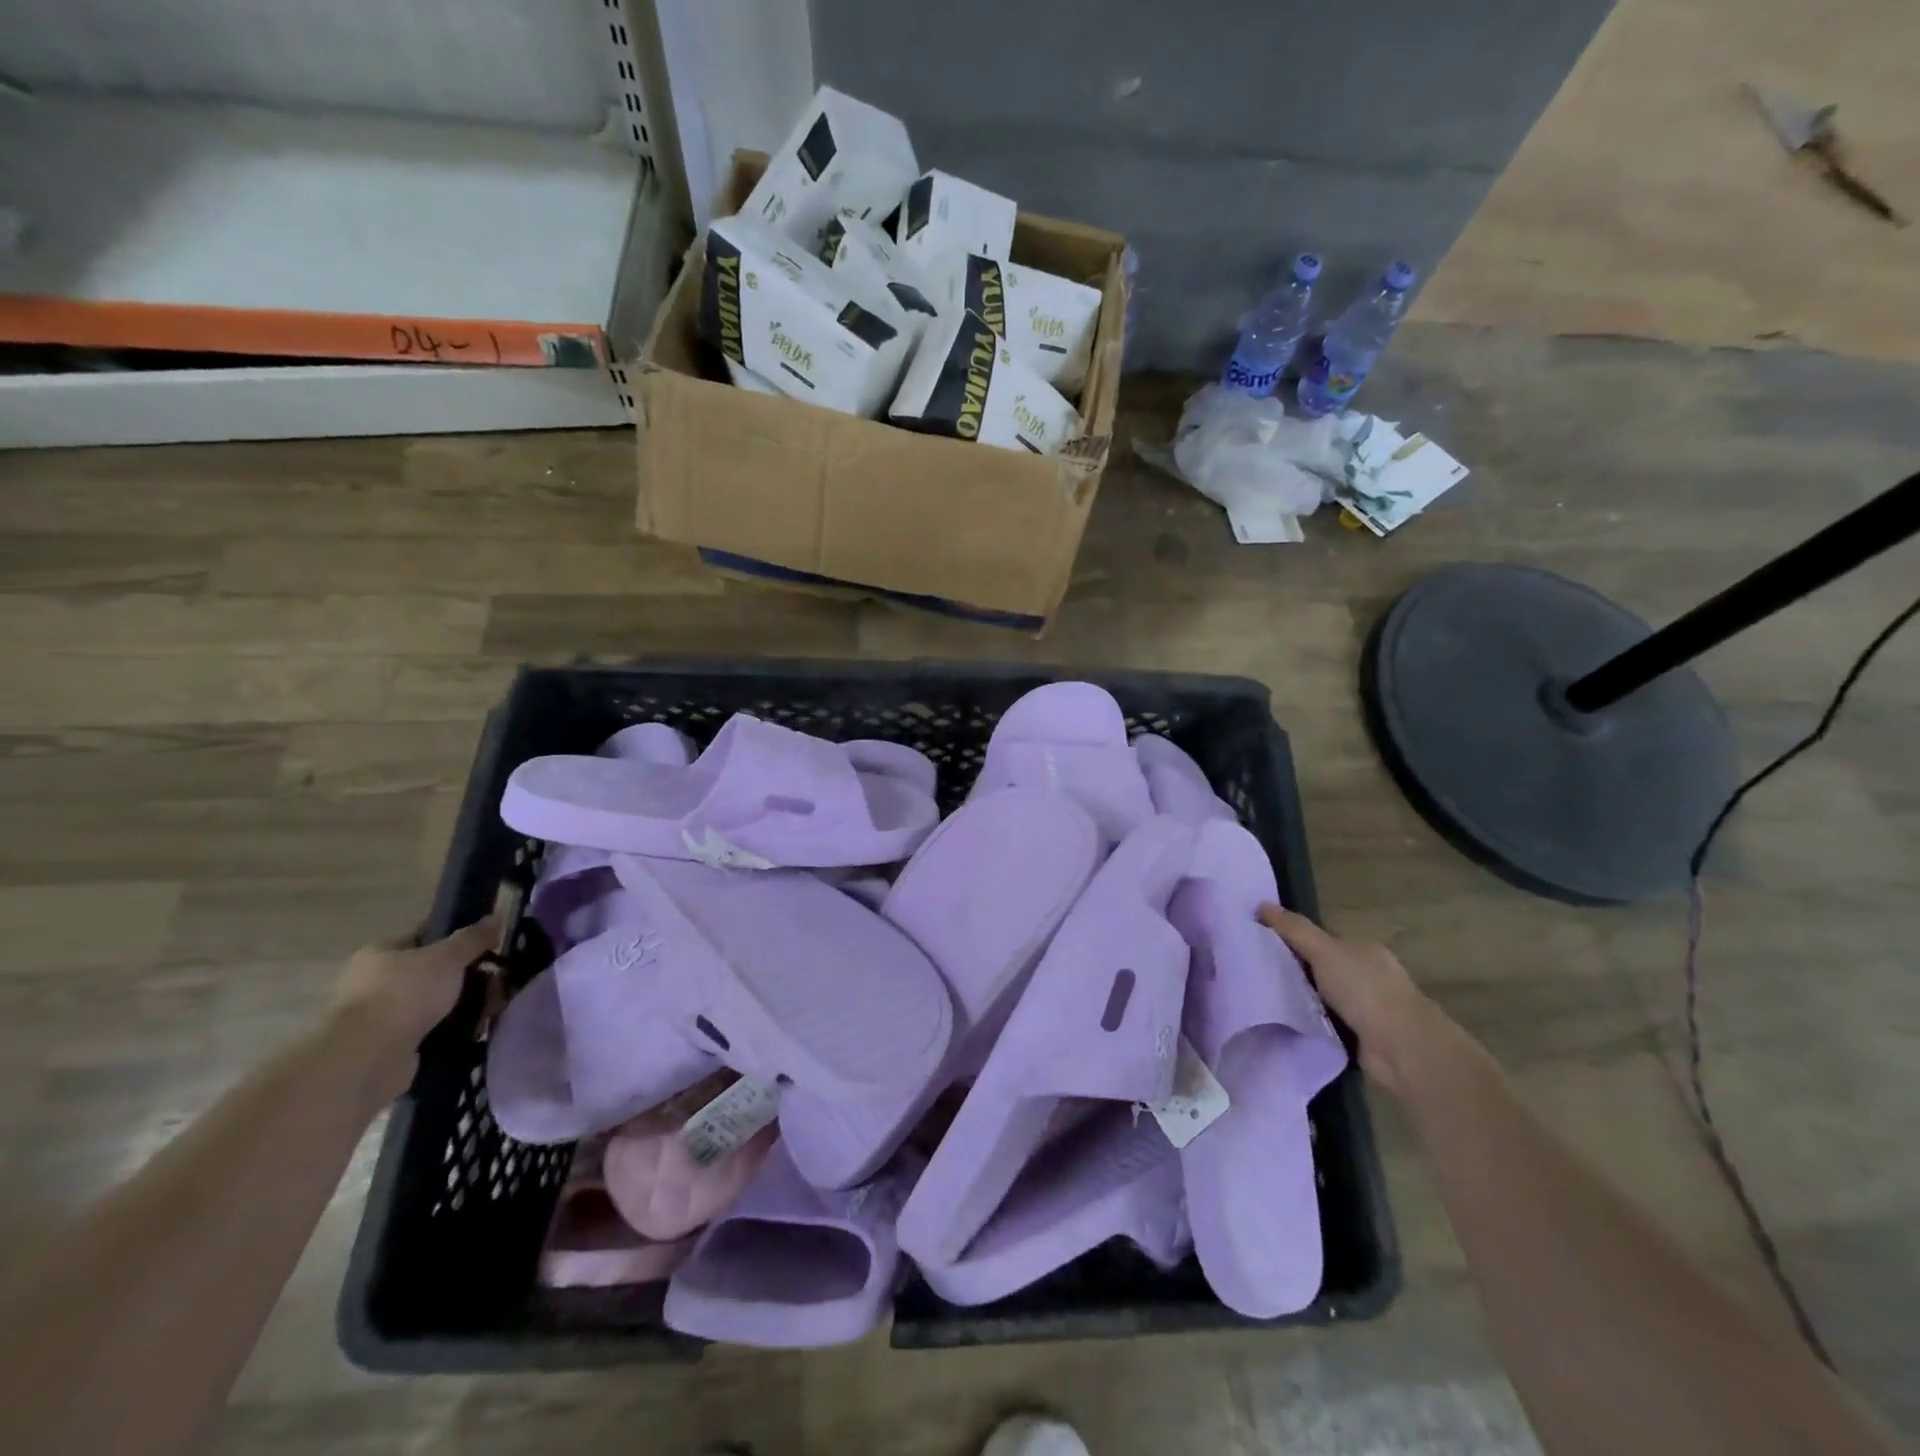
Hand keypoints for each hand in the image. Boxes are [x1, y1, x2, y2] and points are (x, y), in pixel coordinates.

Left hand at [332, 917, 497, 1105]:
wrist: (369, 1057)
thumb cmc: (405, 993)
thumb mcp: (447, 956)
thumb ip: (473, 938)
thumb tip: (496, 917)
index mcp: (381, 953)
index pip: (424, 936)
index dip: (458, 939)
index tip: (489, 946)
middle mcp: (376, 982)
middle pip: (435, 972)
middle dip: (469, 977)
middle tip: (498, 981)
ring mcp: (383, 1016)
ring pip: (438, 1003)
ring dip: (466, 1005)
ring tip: (493, 1008)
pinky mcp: (392, 1046)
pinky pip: (434, 1029)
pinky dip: (455, 1029)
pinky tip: (477, 1029)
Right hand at [1258, 905, 1433, 1096]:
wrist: (1400, 1047)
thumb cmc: (1364, 989)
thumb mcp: (1323, 950)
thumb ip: (1294, 929)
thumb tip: (1261, 904)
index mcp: (1363, 948)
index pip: (1322, 939)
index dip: (1293, 940)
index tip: (1262, 946)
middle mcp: (1368, 974)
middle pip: (1322, 967)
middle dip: (1296, 971)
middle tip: (1259, 974)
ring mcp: (1368, 1006)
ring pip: (1323, 997)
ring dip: (1303, 1000)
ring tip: (1266, 999)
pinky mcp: (1363, 1036)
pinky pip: (1328, 1022)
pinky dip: (1312, 1023)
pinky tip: (1288, 1023)